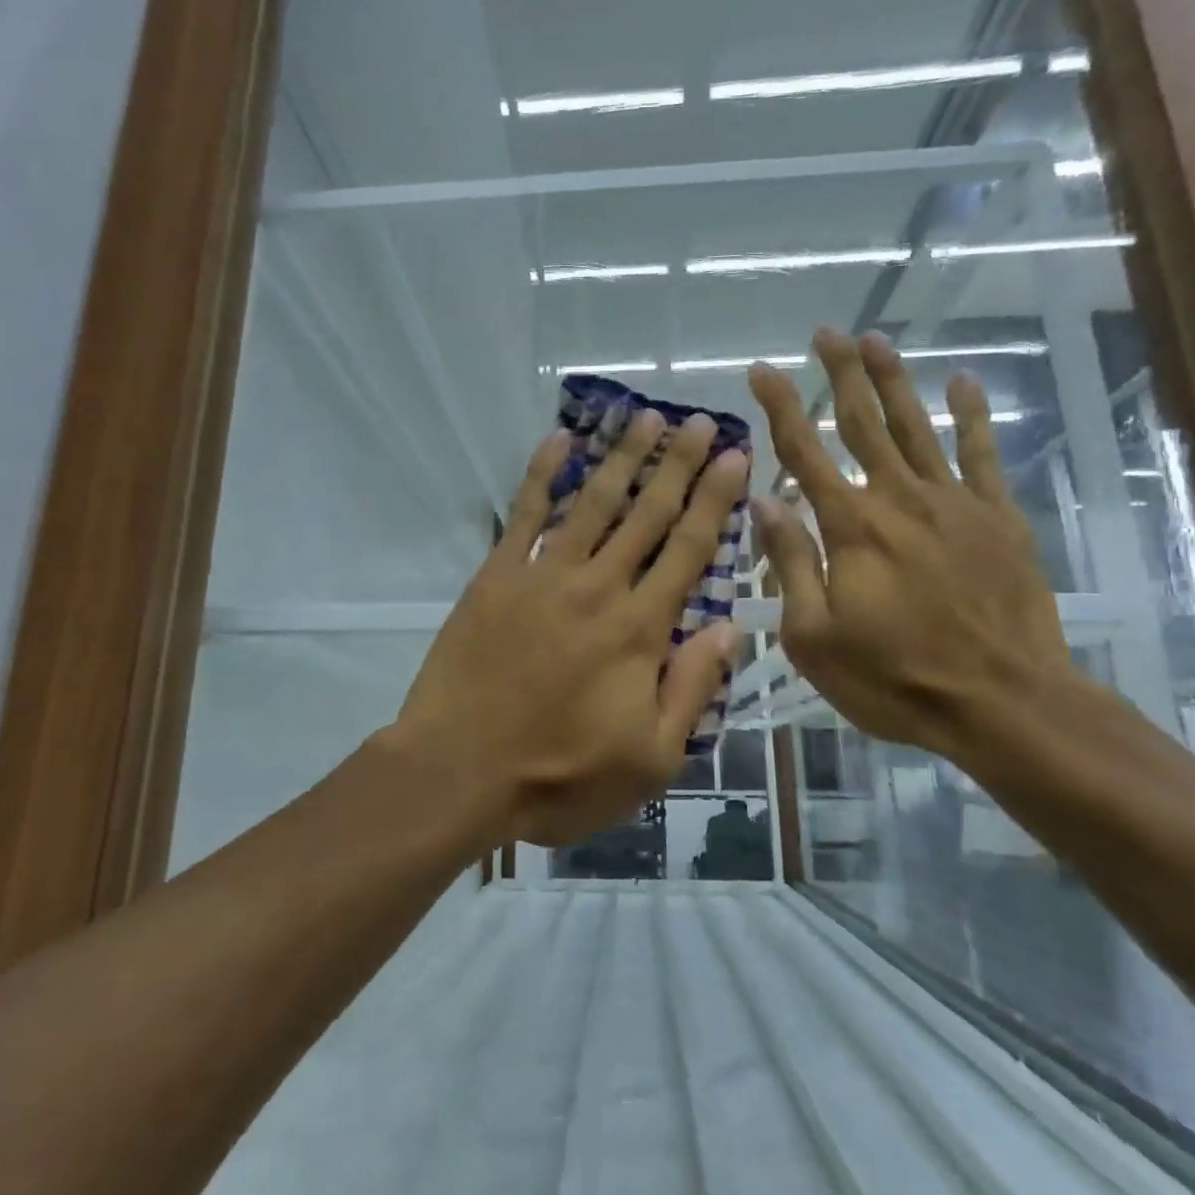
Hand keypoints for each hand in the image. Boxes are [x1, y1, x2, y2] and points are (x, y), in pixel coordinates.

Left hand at [391, 410, 749, 847]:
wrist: (460, 771)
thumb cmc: (559, 777)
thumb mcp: (650, 759)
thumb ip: (693, 689)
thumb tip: (730, 629)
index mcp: (641, 630)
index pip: (690, 550)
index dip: (715, 500)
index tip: (734, 457)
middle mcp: (599, 587)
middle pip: (647, 514)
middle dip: (678, 464)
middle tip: (700, 423)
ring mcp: (544, 575)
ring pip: (594, 503)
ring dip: (623, 458)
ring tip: (645, 417)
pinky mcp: (497, 576)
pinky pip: (524, 514)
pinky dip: (543, 474)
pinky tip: (560, 440)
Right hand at [747, 328, 1070, 759]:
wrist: (1005, 704)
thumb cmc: (895, 679)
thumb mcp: (815, 636)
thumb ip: (791, 562)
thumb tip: (763, 501)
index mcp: (851, 527)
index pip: (804, 451)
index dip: (780, 407)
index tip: (760, 370)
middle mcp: (899, 499)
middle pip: (864, 422)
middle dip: (841, 374)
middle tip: (824, 333)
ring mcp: (955, 504)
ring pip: (918, 427)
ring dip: (895, 380)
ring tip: (876, 339)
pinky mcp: (998, 519)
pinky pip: (982, 455)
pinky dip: (972, 416)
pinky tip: (963, 383)